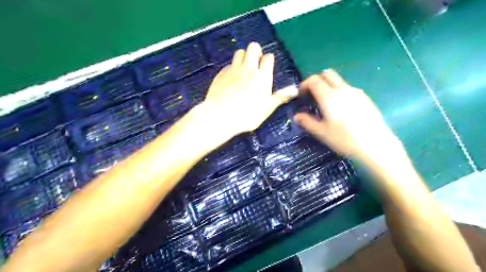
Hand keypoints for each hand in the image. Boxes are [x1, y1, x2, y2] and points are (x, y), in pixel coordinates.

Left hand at [202, 41, 291, 136]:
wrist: (220, 116)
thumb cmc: (247, 115)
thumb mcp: (266, 109)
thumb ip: (280, 97)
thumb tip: (295, 90)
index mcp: (262, 76)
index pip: (268, 58)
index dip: (269, 60)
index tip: (268, 65)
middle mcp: (248, 69)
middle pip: (253, 47)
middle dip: (256, 51)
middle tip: (256, 62)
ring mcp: (233, 70)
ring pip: (239, 52)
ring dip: (244, 56)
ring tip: (244, 67)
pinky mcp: (221, 74)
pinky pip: (229, 64)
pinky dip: (233, 67)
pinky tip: (232, 77)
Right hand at [292, 70, 397, 159]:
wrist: (376, 145)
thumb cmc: (345, 139)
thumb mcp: (322, 133)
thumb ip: (307, 122)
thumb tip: (296, 116)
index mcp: (329, 97)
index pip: (314, 80)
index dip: (304, 84)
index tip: (301, 94)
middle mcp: (343, 89)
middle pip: (327, 73)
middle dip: (316, 80)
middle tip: (311, 94)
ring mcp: (355, 92)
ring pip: (338, 80)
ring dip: (327, 85)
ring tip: (324, 103)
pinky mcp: (364, 97)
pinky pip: (347, 88)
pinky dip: (338, 91)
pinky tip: (340, 108)